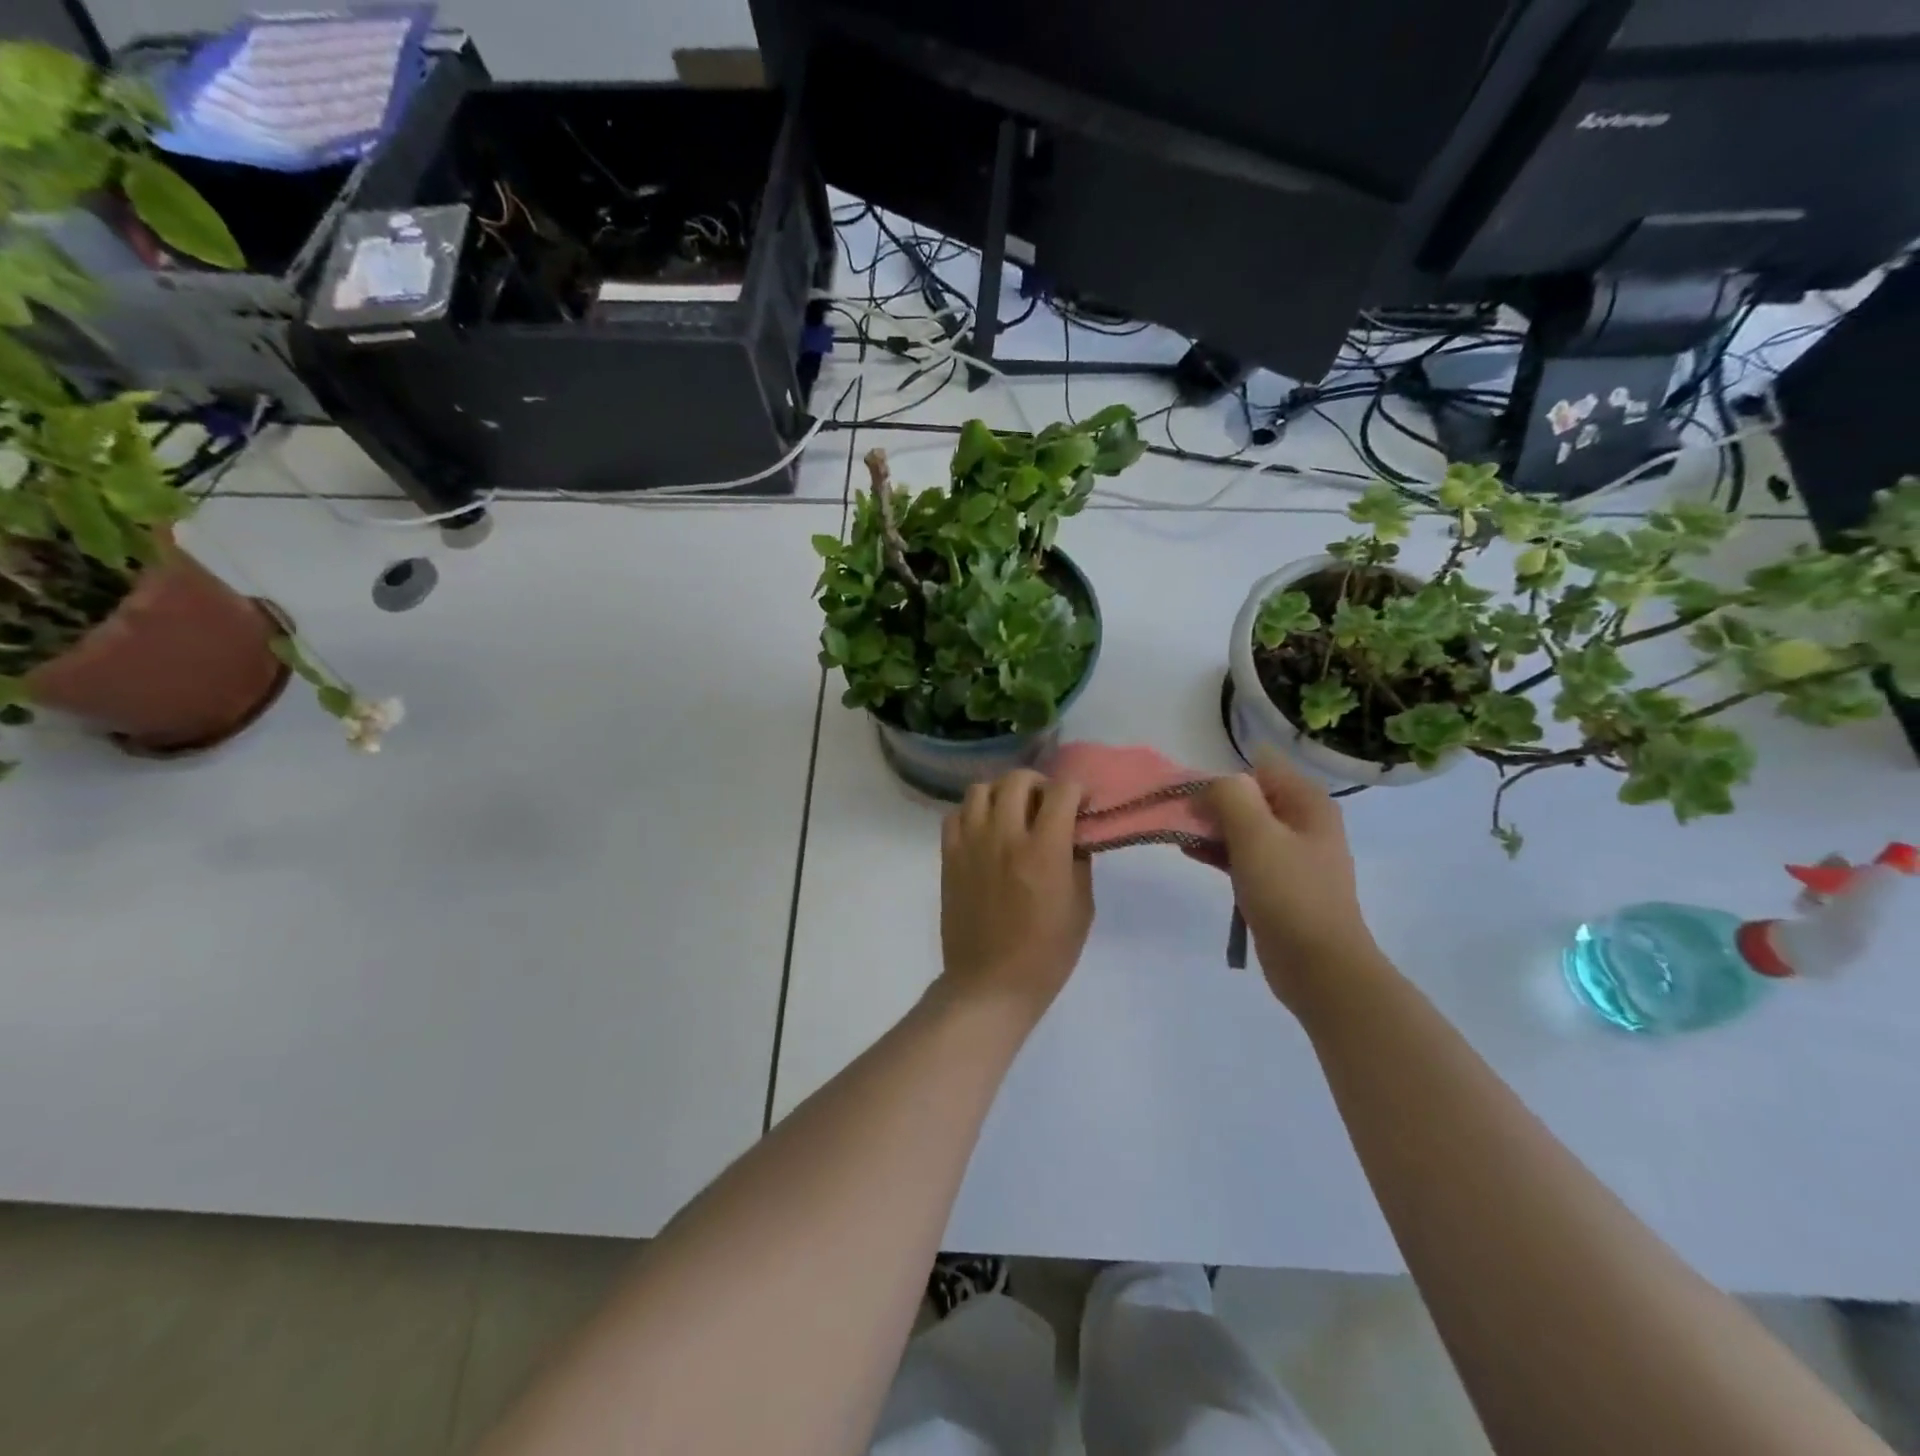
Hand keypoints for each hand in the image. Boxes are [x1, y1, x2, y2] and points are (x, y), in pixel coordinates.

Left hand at [939, 770, 1093, 1022]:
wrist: (990, 983)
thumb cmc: (1046, 953)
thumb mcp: (1081, 907)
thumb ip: (1078, 861)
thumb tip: (1074, 833)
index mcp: (1043, 850)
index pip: (1061, 792)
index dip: (1076, 790)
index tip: (1081, 804)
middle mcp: (1004, 836)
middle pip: (1017, 779)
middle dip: (1039, 784)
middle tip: (1046, 805)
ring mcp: (971, 843)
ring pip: (981, 789)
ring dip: (1002, 794)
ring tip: (1012, 814)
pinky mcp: (949, 856)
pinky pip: (956, 814)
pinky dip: (972, 814)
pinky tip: (985, 832)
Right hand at [1202, 753, 1379, 1011]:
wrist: (1319, 966)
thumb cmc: (1288, 893)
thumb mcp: (1256, 835)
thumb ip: (1231, 797)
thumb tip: (1214, 783)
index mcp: (1308, 803)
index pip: (1260, 767)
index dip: (1225, 775)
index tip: (1194, 795)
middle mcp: (1304, 822)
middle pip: (1251, 797)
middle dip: (1214, 802)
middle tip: (1180, 816)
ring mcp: (1293, 855)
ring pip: (1245, 827)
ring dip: (1212, 827)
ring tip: (1178, 834)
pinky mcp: (1279, 883)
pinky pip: (1244, 855)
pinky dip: (1219, 851)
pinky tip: (1190, 853)